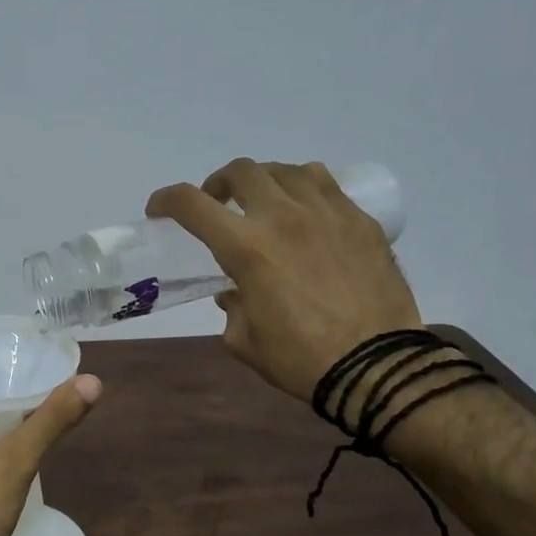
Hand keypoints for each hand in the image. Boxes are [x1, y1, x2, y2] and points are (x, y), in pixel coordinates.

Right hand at [145, 159, 420, 402]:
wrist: (377, 366)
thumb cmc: (300, 359)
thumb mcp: (244, 341)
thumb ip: (232, 308)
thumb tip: (234, 293)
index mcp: (246, 248)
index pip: (192, 205)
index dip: (167, 200)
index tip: (159, 210)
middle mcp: (283, 217)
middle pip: (242, 171)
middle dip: (218, 183)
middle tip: (217, 204)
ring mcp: (327, 213)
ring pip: (286, 170)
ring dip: (264, 181)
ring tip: (265, 204)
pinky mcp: (360, 220)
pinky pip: (326, 185)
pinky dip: (303, 190)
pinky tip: (305, 214)